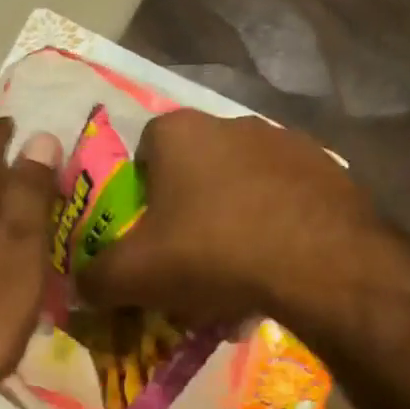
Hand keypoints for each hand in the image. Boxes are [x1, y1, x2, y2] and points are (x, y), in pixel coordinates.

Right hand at [80, 109, 379, 322]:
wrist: (318, 262)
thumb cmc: (212, 253)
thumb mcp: (136, 275)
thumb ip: (97, 278)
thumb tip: (81, 285)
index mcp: (180, 132)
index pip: (144, 148)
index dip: (140, 191)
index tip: (146, 231)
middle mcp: (233, 123)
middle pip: (196, 168)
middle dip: (188, 208)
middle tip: (189, 256)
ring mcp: (287, 143)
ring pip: (243, 184)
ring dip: (234, 218)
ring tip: (237, 269)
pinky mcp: (328, 170)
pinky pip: (286, 199)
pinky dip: (276, 226)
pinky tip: (276, 265)